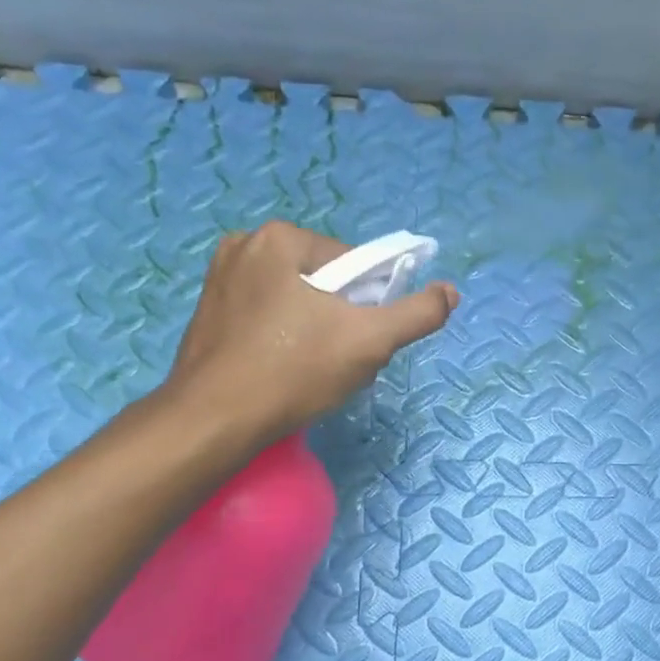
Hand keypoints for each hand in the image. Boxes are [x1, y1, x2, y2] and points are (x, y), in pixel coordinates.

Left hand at [157, 221, 457, 450]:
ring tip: (314, 371)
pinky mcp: (208, 312)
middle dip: (344, 319)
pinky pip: (268, 316)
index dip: (371, 303)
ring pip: (298, 301)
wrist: (214, 422)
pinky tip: (285, 371)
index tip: (364, 340)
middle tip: (341, 360)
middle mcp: (244, 245)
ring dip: (318, 331)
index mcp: (280, 238)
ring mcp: (220, 279)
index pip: (354, 264)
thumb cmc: (294, 372)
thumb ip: (417, 314)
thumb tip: (451, 291)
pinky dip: (286, 339)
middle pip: (326, 281)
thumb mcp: (370, 341)